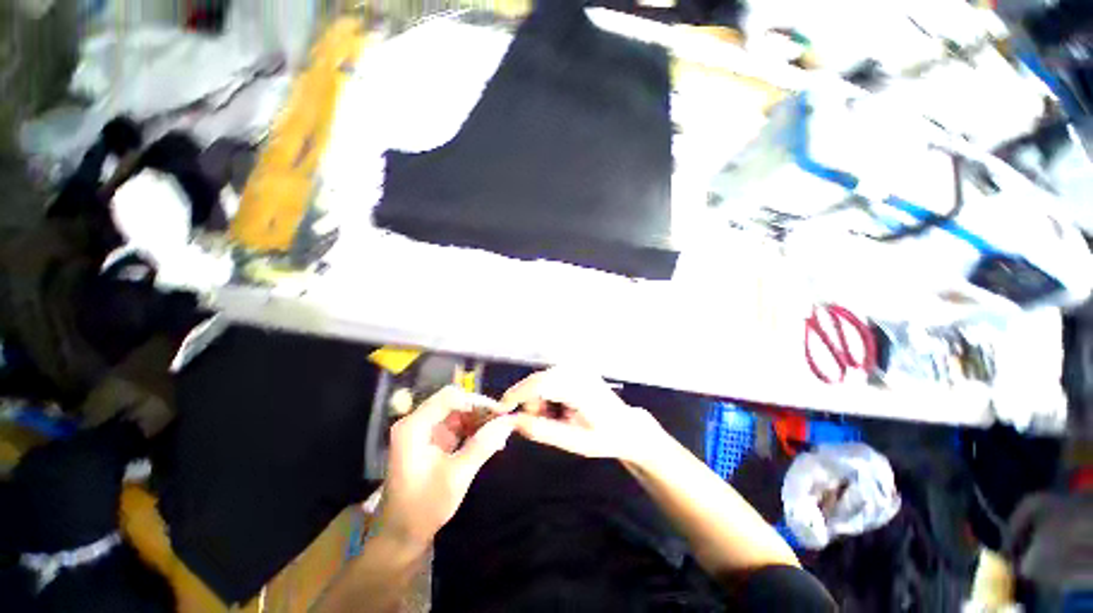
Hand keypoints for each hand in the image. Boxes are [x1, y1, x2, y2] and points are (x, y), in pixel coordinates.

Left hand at [378, 386, 515, 545]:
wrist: (400, 537)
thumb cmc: (423, 508)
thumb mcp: (456, 477)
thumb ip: (482, 446)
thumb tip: (508, 422)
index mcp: (414, 427)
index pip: (449, 397)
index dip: (477, 400)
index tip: (501, 412)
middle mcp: (417, 422)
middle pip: (454, 402)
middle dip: (480, 410)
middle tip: (504, 421)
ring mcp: (425, 431)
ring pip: (458, 412)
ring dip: (479, 420)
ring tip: (501, 431)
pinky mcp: (432, 441)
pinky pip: (457, 426)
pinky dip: (473, 430)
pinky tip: (490, 440)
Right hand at [501, 367, 662, 463]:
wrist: (626, 427)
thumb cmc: (603, 438)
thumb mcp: (572, 442)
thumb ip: (541, 431)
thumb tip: (512, 421)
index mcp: (579, 387)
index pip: (540, 384)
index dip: (516, 395)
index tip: (500, 410)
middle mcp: (577, 371)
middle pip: (537, 381)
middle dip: (530, 402)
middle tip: (539, 423)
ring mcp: (577, 367)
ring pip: (541, 380)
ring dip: (539, 399)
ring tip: (555, 418)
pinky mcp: (575, 369)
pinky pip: (549, 379)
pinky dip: (546, 395)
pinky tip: (559, 408)